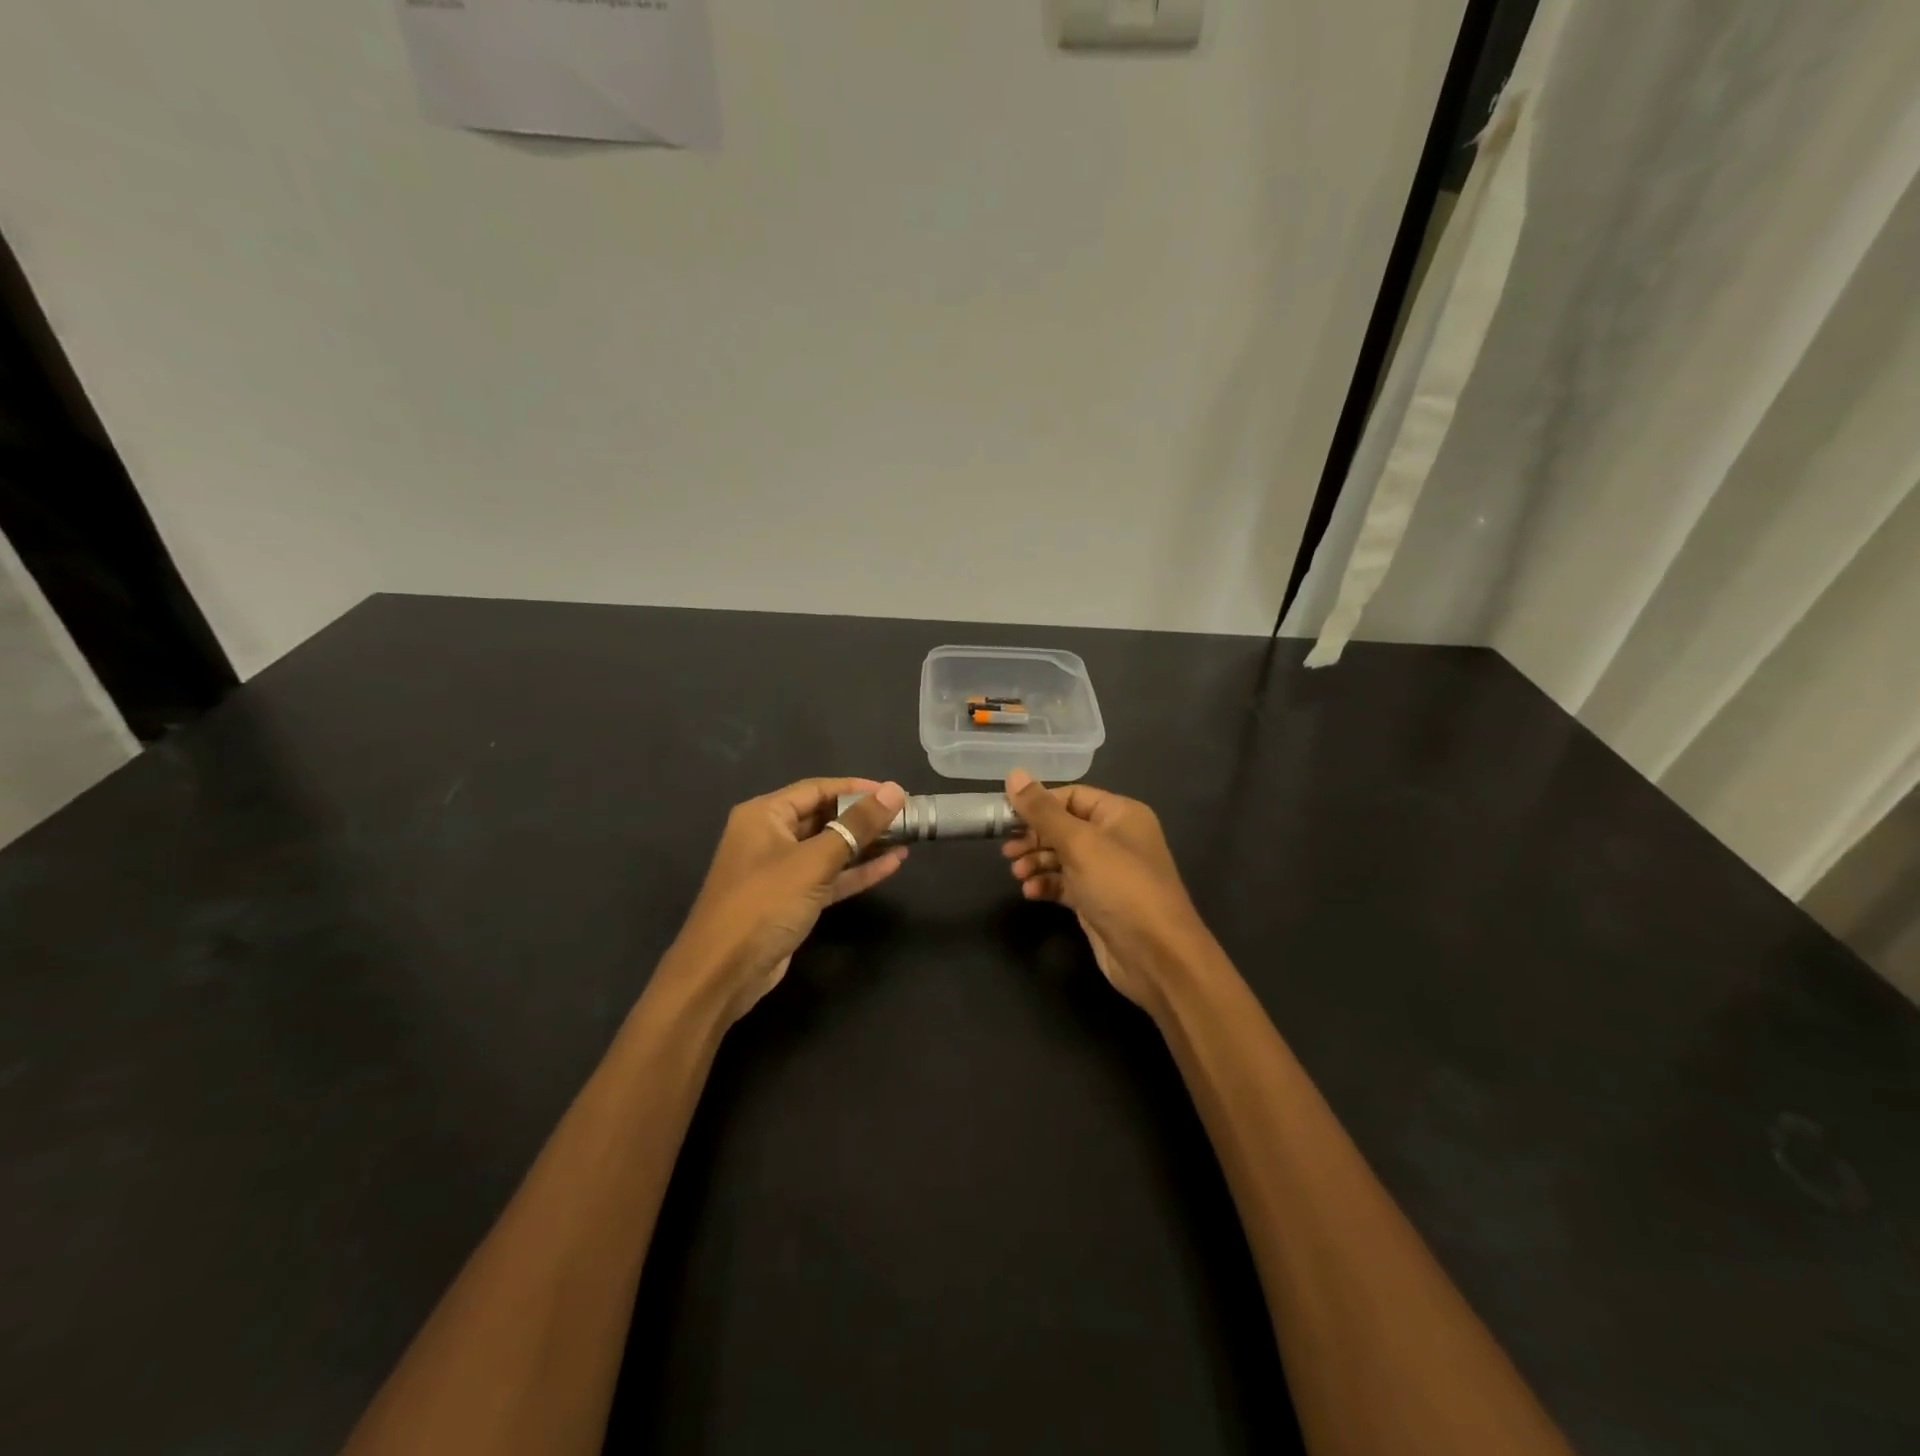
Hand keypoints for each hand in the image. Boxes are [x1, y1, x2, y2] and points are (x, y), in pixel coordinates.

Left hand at [666, 778, 907, 1025]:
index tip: (895, 793)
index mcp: (764, 815)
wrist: (722, 973)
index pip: (818, 789)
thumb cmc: (764, 904)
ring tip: (906, 839)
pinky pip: (829, 877)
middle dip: (864, 818)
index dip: (858, 789)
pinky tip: (891, 865)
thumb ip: (857, 825)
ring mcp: (780, 870)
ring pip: (830, 848)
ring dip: (865, 845)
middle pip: (824, 817)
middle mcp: (769, 836)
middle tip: (906, 817)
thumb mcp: (815, 861)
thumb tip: (894, 790)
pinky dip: (856, 871)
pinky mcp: (790, 900)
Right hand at [1002, 771, 1206, 1010]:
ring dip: (1036, 862)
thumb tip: (1013, 773)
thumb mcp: (1079, 843)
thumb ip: (1042, 810)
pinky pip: (1065, 883)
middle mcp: (1116, 838)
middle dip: (1034, 837)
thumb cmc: (1120, 887)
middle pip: (1064, 827)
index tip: (1006, 816)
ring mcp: (1107, 872)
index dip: (1039, 804)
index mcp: (1120, 814)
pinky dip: (1046, 884)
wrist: (1156, 956)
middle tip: (1007, 852)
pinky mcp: (1097, 901)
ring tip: (1017, 874)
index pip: (1072, 796)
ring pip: (1062, 857)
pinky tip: (1031, 892)